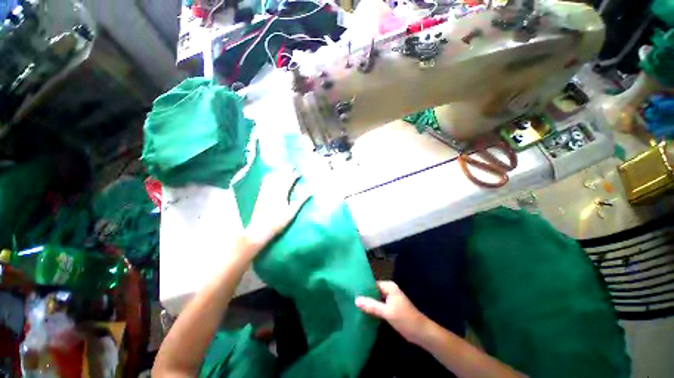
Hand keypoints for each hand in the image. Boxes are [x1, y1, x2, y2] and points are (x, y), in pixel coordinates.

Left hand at [244, 171, 310, 248]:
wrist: (259, 229)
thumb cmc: (278, 222)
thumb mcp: (292, 212)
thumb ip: (301, 201)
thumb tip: (311, 192)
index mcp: (281, 194)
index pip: (289, 181)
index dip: (295, 176)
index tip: (300, 172)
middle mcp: (272, 190)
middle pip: (280, 177)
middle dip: (286, 170)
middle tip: (292, 166)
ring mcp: (265, 192)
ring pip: (272, 178)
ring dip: (278, 172)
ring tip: (283, 168)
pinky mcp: (260, 195)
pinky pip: (264, 182)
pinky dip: (269, 176)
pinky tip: (271, 175)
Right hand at [356, 281, 430, 344]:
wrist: (422, 333)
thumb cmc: (406, 320)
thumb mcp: (387, 313)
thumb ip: (372, 306)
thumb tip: (356, 299)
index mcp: (389, 287)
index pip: (372, 284)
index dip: (363, 288)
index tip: (351, 292)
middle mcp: (389, 290)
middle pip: (373, 291)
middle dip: (365, 296)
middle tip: (351, 300)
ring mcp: (390, 299)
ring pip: (376, 298)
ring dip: (368, 303)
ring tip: (354, 306)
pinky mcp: (391, 307)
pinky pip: (379, 304)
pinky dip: (373, 308)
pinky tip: (364, 312)